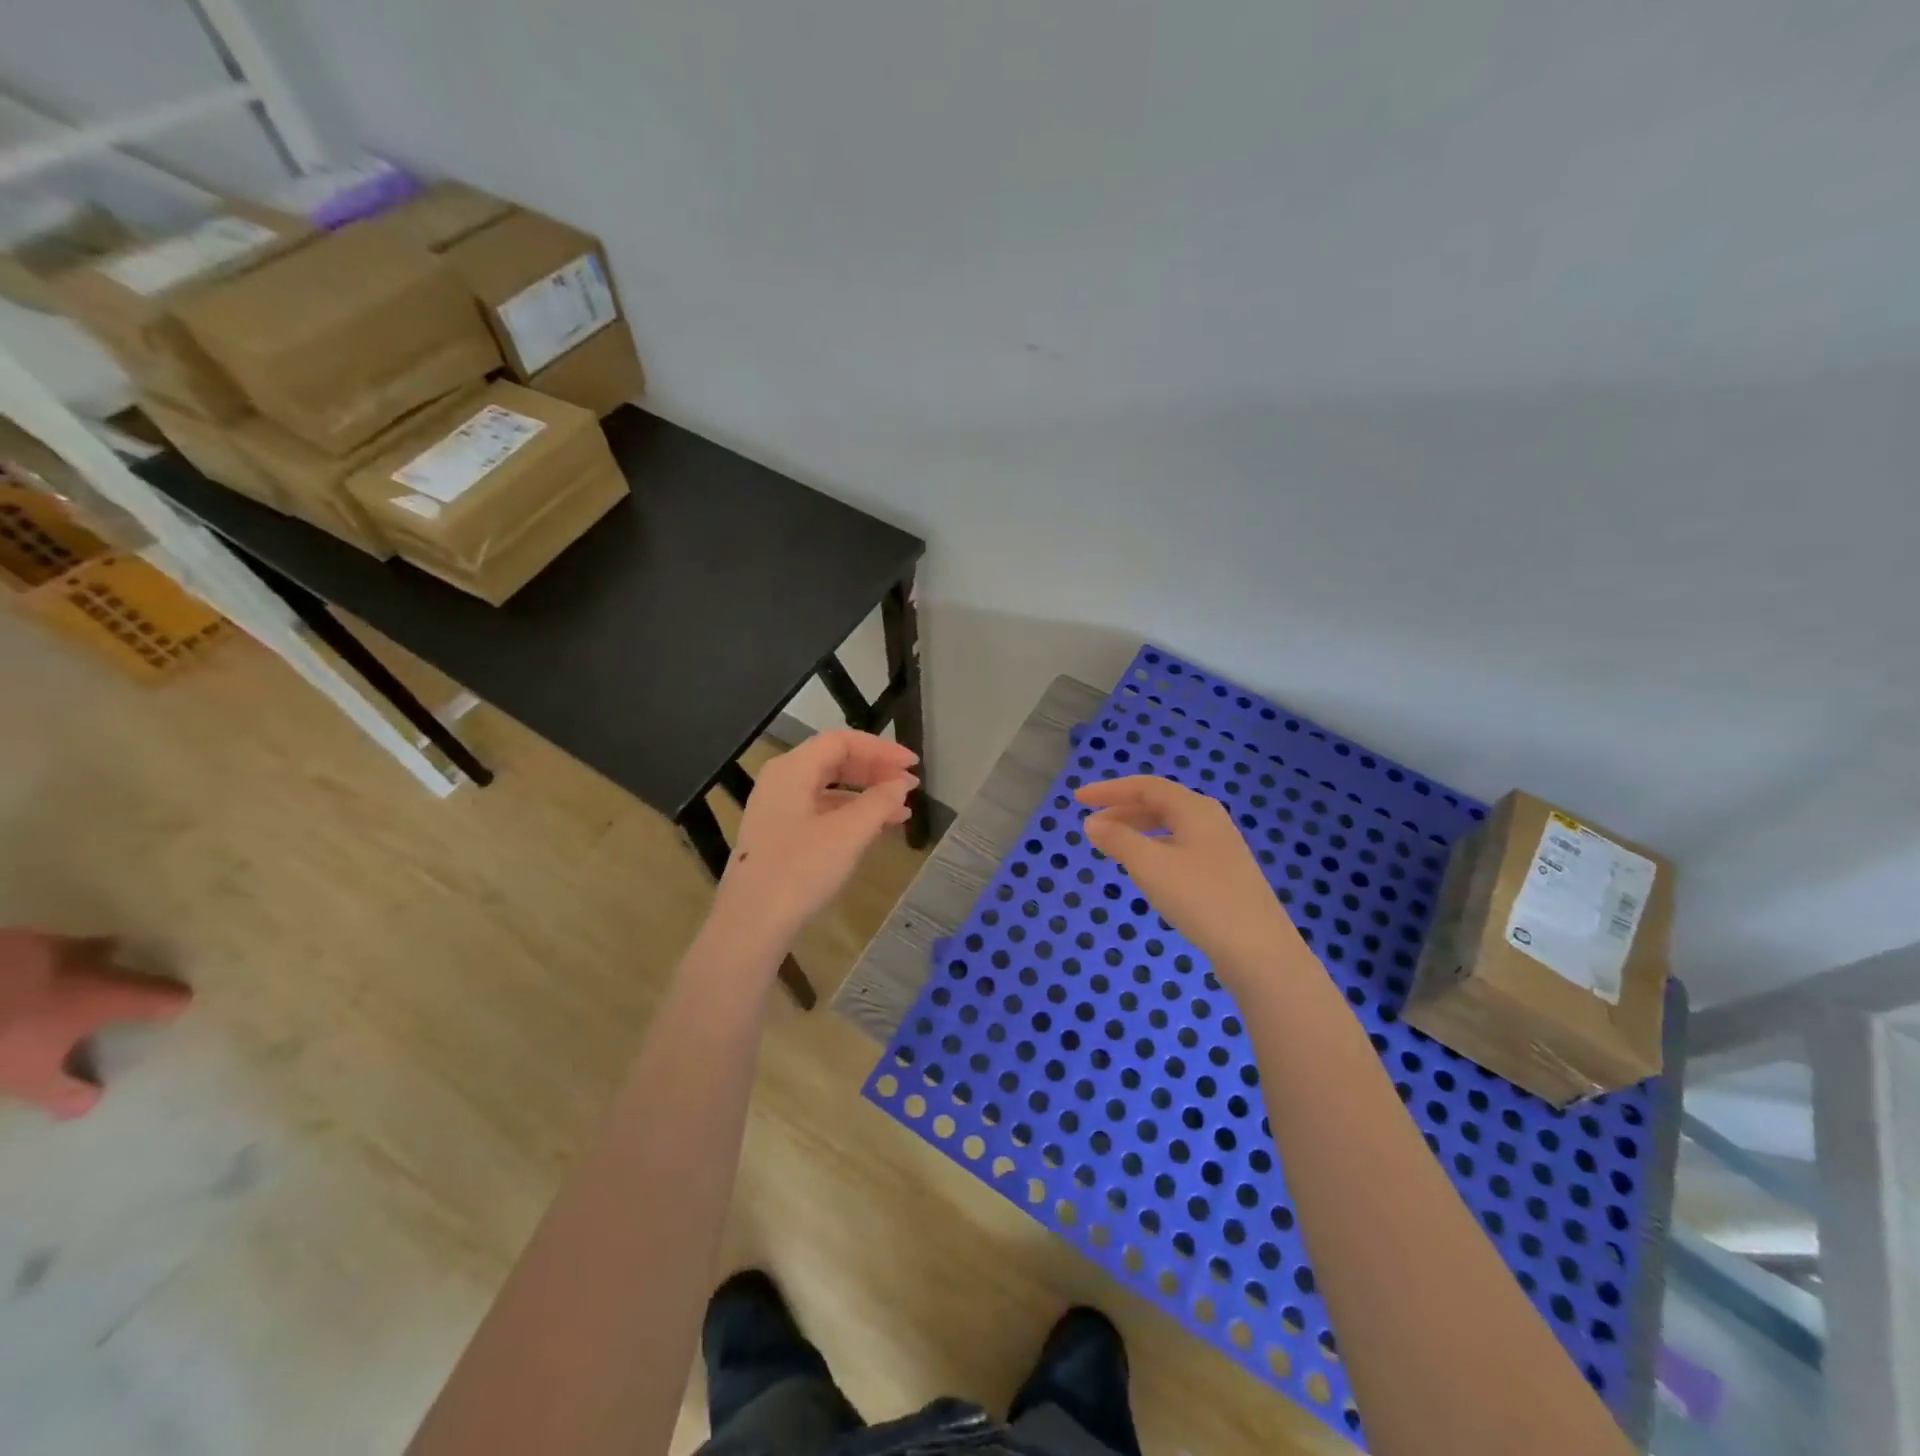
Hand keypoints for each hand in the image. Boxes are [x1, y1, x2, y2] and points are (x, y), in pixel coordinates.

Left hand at [715, 730, 919, 939]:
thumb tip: (901, 784)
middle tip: (909, 786)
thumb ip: (879, 802)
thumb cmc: (800, 870)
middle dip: (876, 770)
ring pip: (829, 788)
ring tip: (901, 810)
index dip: (881, 749)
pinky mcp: (779, 835)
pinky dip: (850, 814)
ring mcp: (777, 809)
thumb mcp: (848, 834)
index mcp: (792, 769)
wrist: (751, 924)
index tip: (913, 765)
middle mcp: (781, 781)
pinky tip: (874, 830)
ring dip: (867, 794)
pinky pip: (821, 811)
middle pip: (834, 761)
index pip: (842, 741)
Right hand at [1076, 775, 1307, 986]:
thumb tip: (1092, 823)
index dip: (1109, 790)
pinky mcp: (1224, 875)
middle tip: (1091, 825)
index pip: (1146, 787)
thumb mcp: (1150, 865)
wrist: (1258, 949)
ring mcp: (1220, 848)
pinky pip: (1180, 848)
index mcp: (1194, 809)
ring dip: (1137, 831)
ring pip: (1170, 828)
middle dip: (1122, 810)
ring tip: (1111, 847)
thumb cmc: (1200, 897)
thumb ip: (1118, 840)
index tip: (1078, 799)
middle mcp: (1210, 820)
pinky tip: (1145, 871)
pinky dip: (1154, 850)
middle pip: (1159, 804)